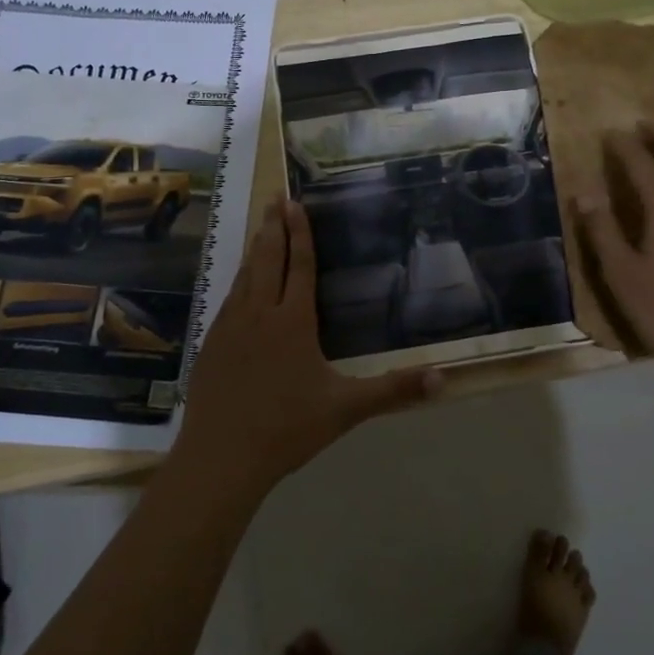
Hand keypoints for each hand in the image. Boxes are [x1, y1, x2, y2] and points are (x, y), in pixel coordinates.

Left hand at [170, 196, 440, 497]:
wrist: (220, 457)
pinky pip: (228, 299)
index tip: (296, 204)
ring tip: (261, 227)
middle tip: (277, 197)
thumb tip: (442, 378)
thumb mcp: (346, 409)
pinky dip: (238, 279)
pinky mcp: (211, 344)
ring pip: (245, 276)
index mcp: (293, 322)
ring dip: (255, 248)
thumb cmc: (287, 429)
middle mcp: (260, 314)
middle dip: (274, 226)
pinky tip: (239, 284)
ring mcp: (230, 327)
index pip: (301, 266)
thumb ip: (393, 391)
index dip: (301, 233)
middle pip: (268, 259)